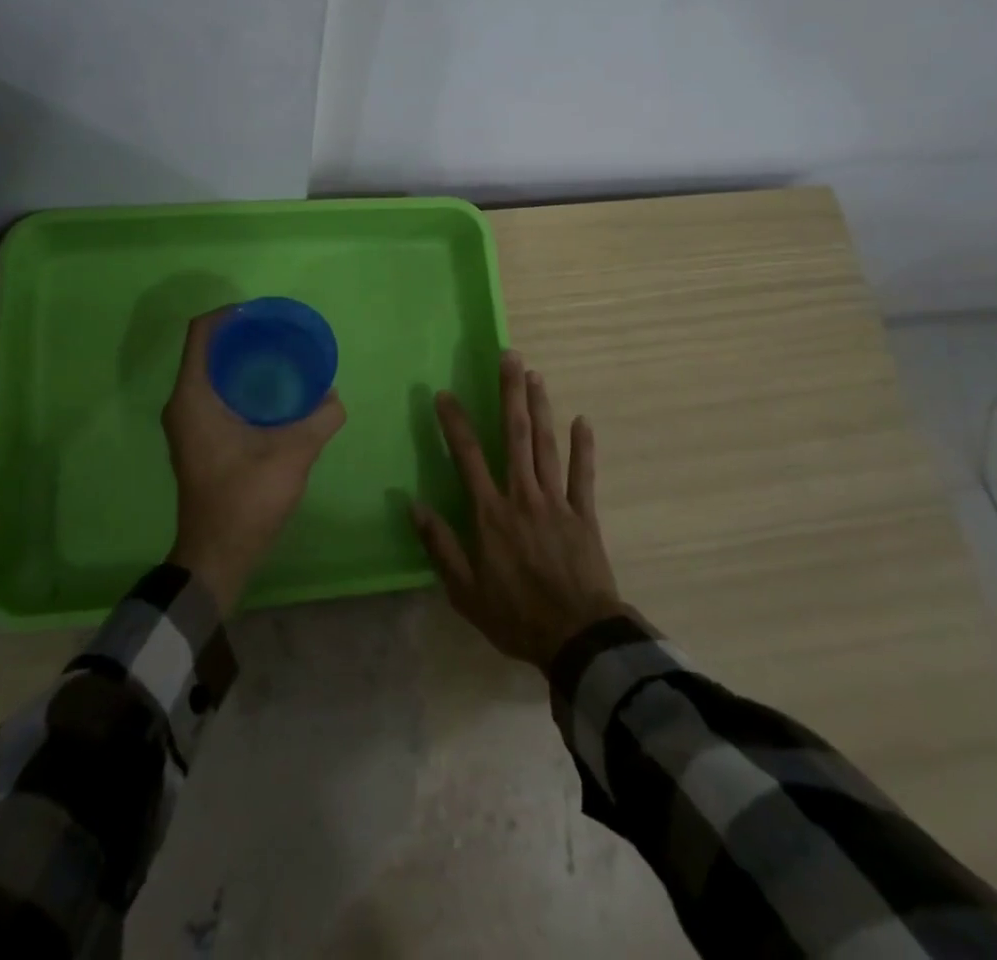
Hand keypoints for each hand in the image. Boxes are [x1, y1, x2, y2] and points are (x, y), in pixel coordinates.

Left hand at [162, 308, 346, 610]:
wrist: (217, 555)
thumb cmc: (245, 499)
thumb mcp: (292, 455)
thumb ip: (319, 420)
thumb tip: (334, 397)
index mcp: (193, 397)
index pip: (201, 333)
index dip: (229, 314)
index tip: (263, 313)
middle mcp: (182, 404)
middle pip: (207, 350)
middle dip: (242, 336)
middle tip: (281, 334)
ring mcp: (187, 423)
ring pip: (211, 373)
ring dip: (242, 361)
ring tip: (282, 356)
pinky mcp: (197, 439)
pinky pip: (215, 394)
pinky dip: (240, 384)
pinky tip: (273, 394)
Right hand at [410, 351, 626, 669]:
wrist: (577, 639)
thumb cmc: (515, 616)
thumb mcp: (465, 591)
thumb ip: (439, 546)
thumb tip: (412, 506)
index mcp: (491, 514)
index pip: (468, 457)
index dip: (455, 423)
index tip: (445, 394)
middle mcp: (522, 496)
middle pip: (515, 436)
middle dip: (510, 394)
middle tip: (510, 357)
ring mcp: (556, 502)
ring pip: (546, 445)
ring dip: (540, 408)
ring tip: (535, 375)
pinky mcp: (584, 514)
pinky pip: (583, 475)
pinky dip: (583, 447)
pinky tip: (583, 420)